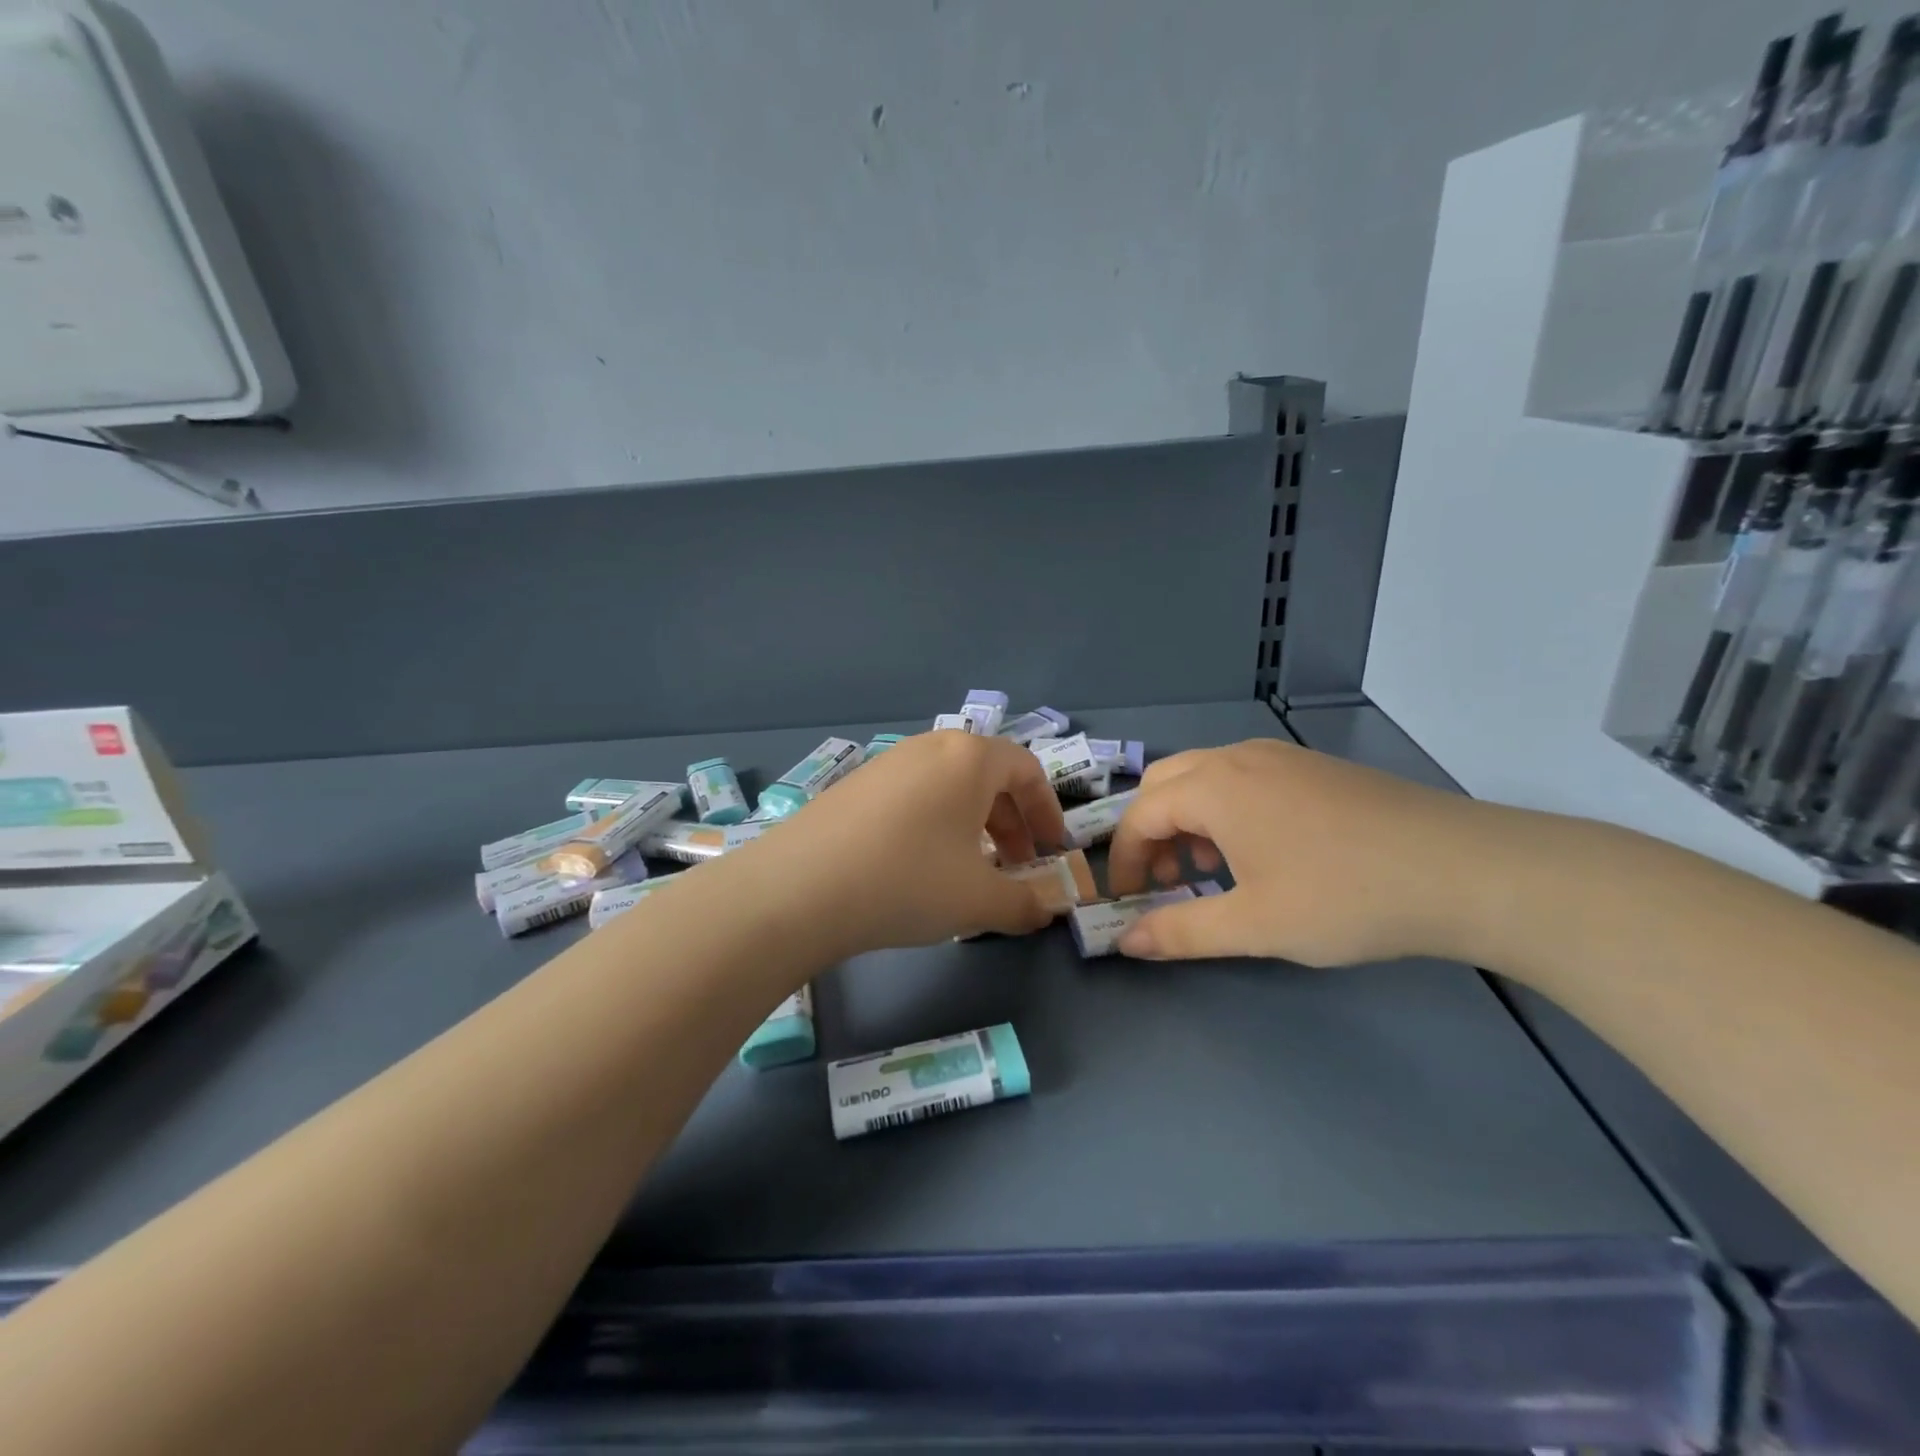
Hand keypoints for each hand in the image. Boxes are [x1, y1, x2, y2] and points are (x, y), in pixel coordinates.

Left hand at [747, 730, 1070, 956]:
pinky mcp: (853, 785)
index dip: (1047, 811)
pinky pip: (911, 796)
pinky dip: (932, 824)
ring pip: (947, 787)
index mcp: (969, 759)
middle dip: (1010, 822)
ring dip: (971, 825)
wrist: (801, 888)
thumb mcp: (979, 900)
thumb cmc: (909, 881)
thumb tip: (1047, 910)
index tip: (1051, 850)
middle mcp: (930, 748)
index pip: (1027, 770)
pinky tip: (917, 867)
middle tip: (1014, 867)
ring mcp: (887, 763)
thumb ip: (1025, 904)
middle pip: (987, 776)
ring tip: (968, 870)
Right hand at [1105, 738, 1489, 965]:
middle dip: (1149, 832)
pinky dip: (1225, 812)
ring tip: (1207, 871)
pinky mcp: (1313, 768)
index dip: (1123, 860)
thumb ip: (1180, 932)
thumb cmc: (1345, 897)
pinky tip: (1257, 854)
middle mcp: (1238, 758)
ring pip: (1205, 778)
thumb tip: (1126, 942)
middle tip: (1161, 881)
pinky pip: (1243, 780)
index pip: (1140, 814)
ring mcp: (1279, 757)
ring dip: (1187, 821)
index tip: (1128, 902)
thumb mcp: (1254, 925)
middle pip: (1165, 784)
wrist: (1465, 869)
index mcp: (1214, 787)